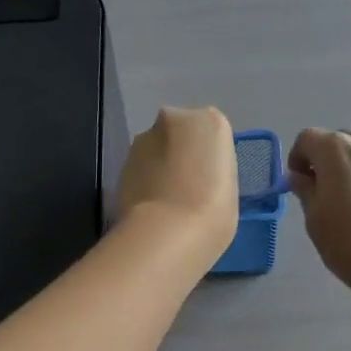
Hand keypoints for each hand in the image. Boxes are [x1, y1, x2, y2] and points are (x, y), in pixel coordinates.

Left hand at [117, 107, 238, 261]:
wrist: (168, 232)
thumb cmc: (214, 210)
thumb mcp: (229, 185)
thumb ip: (211, 168)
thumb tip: (196, 174)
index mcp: (210, 120)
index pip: (211, 133)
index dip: (209, 158)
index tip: (209, 180)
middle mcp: (174, 118)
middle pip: (180, 134)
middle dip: (181, 154)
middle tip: (188, 188)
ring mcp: (143, 139)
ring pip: (156, 149)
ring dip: (160, 167)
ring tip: (168, 202)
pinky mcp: (121, 162)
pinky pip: (140, 169)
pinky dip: (145, 181)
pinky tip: (151, 206)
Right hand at [287, 129, 350, 290]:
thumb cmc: (348, 241)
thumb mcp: (314, 217)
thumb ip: (305, 189)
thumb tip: (300, 177)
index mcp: (337, 148)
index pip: (307, 138)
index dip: (297, 158)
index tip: (298, 183)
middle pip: (337, 141)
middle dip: (325, 160)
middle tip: (321, 191)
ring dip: (349, 168)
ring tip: (347, 201)